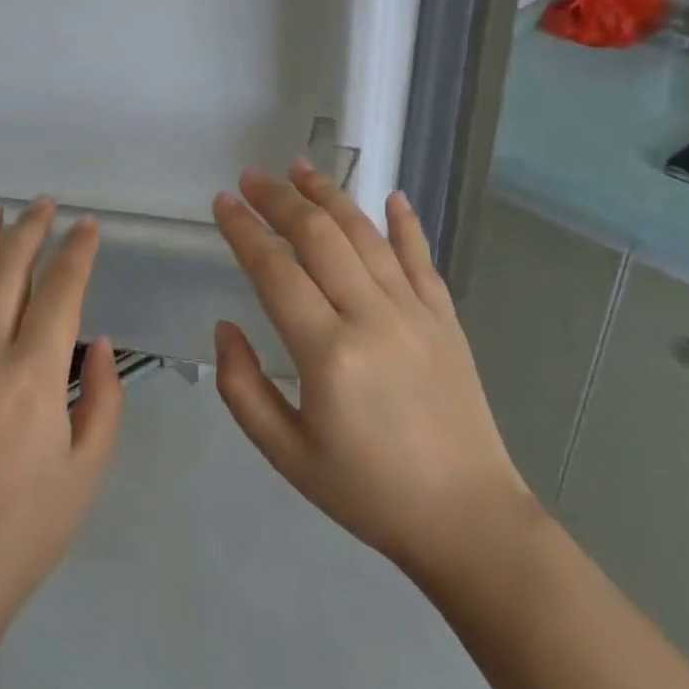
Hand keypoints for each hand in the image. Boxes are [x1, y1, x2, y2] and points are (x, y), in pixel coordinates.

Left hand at [0, 200, 123, 648]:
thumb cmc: (21, 533)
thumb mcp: (86, 471)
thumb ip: (102, 399)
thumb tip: (96, 342)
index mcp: (33, 373)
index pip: (61, 288)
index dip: (77, 250)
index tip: (88, 226)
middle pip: (6, 267)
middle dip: (29, 228)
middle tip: (43, 204)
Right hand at [211, 163, 534, 584]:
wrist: (466, 519)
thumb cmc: (366, 491)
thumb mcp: (285, 454)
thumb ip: (242, 387)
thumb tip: (225, 327)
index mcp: (327, 353)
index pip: (275, 270)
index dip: (244, 230)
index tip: (222, 202)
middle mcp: (371, 317)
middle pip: (319, 236)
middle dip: (279, 198)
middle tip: (251, 178)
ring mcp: (415, 313)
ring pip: (366, 235)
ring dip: (330, 195)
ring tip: (301, 168)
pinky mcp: (446, 319)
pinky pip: (422, 258)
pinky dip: (405, 223)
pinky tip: (391, 197)